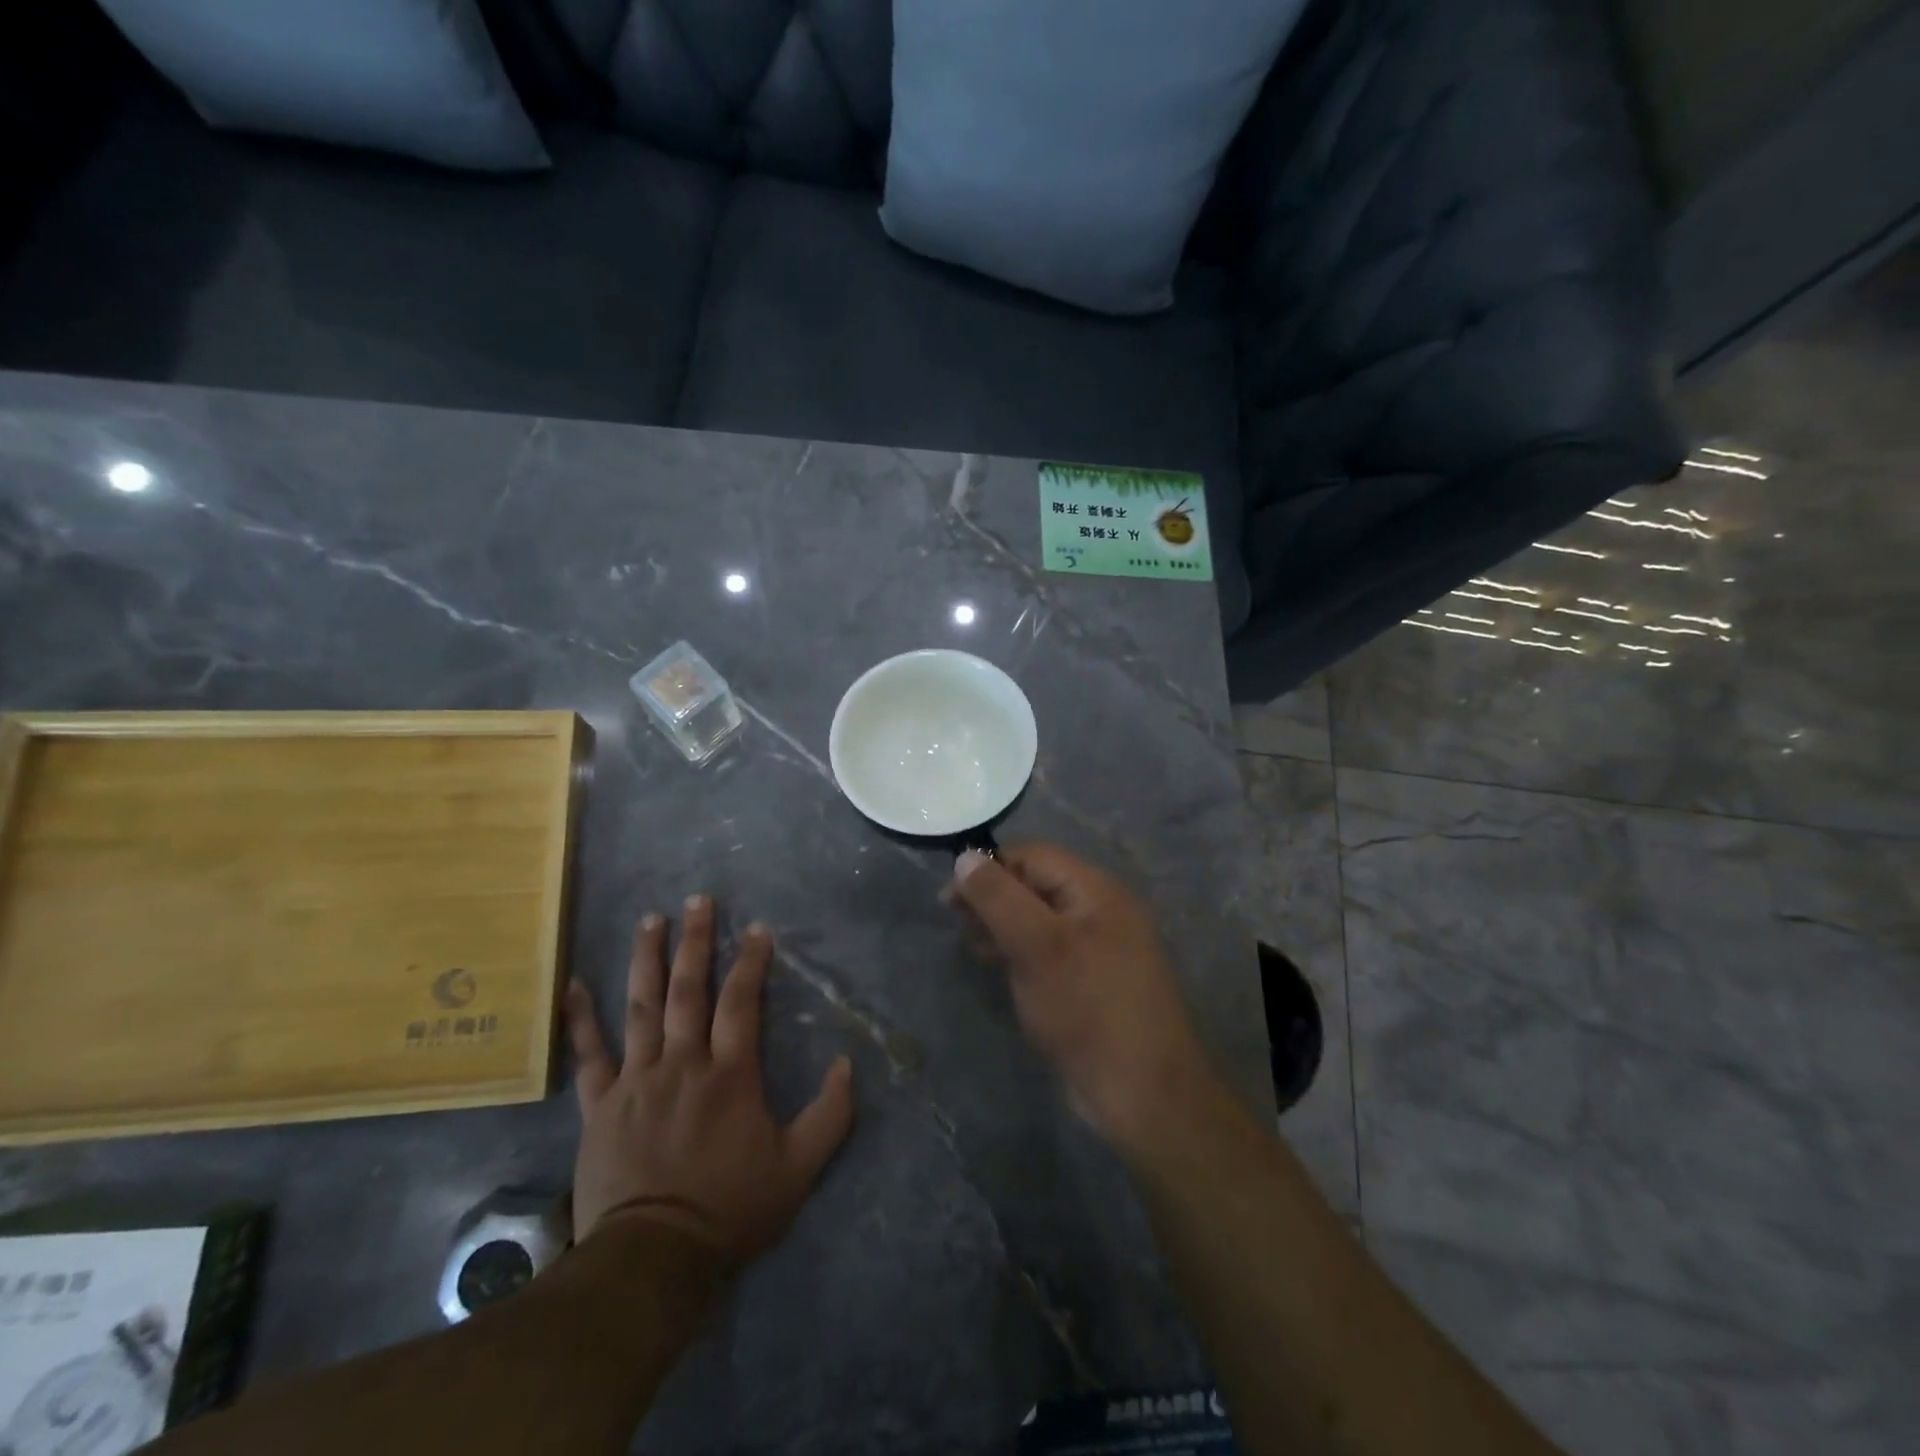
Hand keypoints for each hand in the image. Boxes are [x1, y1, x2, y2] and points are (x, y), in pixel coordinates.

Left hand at [564, 896, 854, 1259]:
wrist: (654, 1259)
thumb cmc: (730, 1209)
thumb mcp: (799, 1167)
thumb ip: (830, 1114)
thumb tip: (849, 1064)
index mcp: (729, 1073)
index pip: (741, 1002)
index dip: (751, 961)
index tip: (757, 929)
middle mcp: (682, 1063)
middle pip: (689, 989)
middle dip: (696, 941)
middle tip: (697, 900)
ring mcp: (636, 1080)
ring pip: (641, 1007)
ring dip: (646, 960)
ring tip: (650, 920)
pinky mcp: (600, 1106)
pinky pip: (589, 1055)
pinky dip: (581, 1019)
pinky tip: (573, 984)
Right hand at [950, 845, 1211, 1148]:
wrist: (1142, 1092)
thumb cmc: (1087, 1008)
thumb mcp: (1037, 946)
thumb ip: (999, 898)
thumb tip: (965, 858)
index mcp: (1096, 889)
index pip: (1033, 856)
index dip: (990, 868)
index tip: (950, 899)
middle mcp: (1099, 909)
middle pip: (1035, 884)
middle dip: (993, 898)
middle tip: (959, 926)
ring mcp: (1097, 946)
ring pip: (1038, 919)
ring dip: (1002, 926)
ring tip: (973, 947)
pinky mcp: (1090, 980)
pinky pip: (1048, 950)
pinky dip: (1019, 951)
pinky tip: (998, 968)